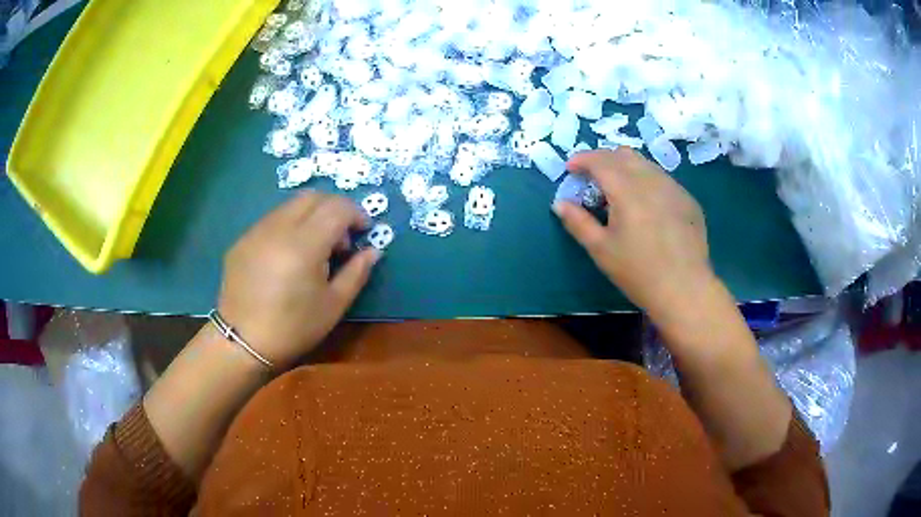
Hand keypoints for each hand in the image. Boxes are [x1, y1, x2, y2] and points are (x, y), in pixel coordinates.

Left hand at [217, 192, 379, 367]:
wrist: (243, 342)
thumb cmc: (293, 328)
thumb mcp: (334, 305)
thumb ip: (357, 272)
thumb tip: (373, 250)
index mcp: (304, 245)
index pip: (337, 208)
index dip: (357, 214)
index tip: (365, 231)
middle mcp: (278, 228)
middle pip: (314, 196)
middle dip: (336, 208)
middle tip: (342, 237)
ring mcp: (256, 231)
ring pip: (291, 205)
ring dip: (312, 215)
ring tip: (315, 246)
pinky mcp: (242, 239)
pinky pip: (272, 219)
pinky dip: (290, 225)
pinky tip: (289, 255)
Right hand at [554, 148, 715, 318]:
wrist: (684, 289)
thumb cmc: (638, 272)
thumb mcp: (601, 250)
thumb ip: (578, 222)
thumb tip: (560, 204)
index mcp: (627, 189)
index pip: (600, 160)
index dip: (582, 159)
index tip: (571, 168)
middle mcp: (651, 179)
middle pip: (623, 155)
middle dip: (603, 160)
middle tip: (592, 178)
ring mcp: (674, 187)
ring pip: (645, 164)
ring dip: (626, 168)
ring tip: (619, 191)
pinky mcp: (687, 199)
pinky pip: (662, 179)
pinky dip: (647, 182)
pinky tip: (647, 207)